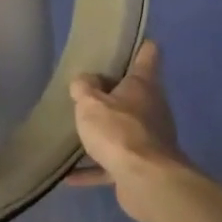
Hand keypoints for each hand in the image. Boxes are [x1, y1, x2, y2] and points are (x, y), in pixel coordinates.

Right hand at [66, 41, 188, 189]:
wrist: (146, 181)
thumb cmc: (118, 131)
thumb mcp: (90, 102)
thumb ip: (84, 88)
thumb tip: (85, 81)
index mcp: (143, 85)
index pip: (148, 55)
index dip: (140, 45)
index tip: (129, 40)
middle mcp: (151, 109)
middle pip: (134, 93)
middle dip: (112, 92)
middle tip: (85, 88)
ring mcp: (149, 139)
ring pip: (123, 129)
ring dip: (103, 131)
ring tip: (77, 130)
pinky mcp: (141, 166)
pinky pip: (112, 163)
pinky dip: (94, 167)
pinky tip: (70, 175)